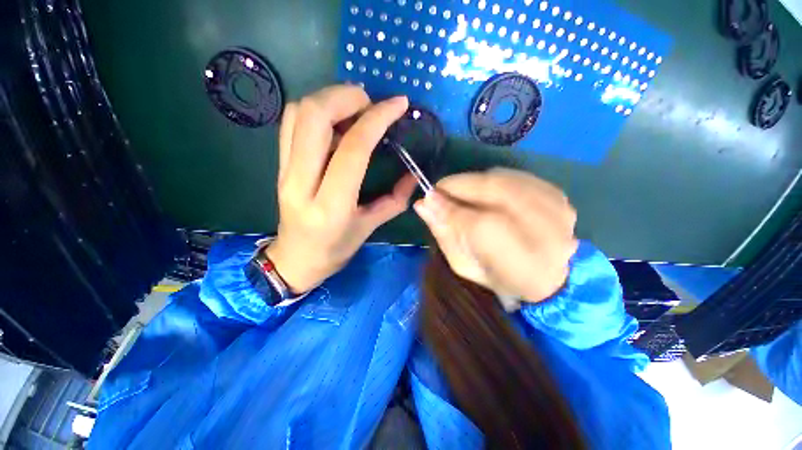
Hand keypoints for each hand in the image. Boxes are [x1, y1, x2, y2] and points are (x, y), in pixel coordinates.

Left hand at [266, 86, 416, 293]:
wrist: (294, 260)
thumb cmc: (334, 250)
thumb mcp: (369, 228)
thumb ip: (394, 201)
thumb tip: (414, 176)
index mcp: (331, 205)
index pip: (353, 148)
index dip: (377, 119)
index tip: (398, 105)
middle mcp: (302, 183)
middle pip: (315, 117)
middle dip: (347, 97)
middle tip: (371, 104)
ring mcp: (284, 171)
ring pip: (298, 113)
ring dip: (329, 99)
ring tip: (354, 109)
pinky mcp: (278, 165)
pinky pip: (291, 123)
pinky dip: (315, 110)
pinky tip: (335, 121)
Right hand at [414, 168, 578, 305]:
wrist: (544, 277)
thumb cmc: (497, 277)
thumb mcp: (463, 264)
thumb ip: (443, 232)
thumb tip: (422, 204)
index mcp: (521, 265)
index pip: (480, 224)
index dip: (451, 207)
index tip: (428, 198)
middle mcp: (547, 234)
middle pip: (497, 192)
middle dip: (461, 186)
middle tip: (440, 189)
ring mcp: (558, 211)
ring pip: (506, 179)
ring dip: (475, 182)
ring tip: (460, 192)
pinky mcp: (559, 196)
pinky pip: (517, 176)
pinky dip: (493, 179)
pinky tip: (483, 191)